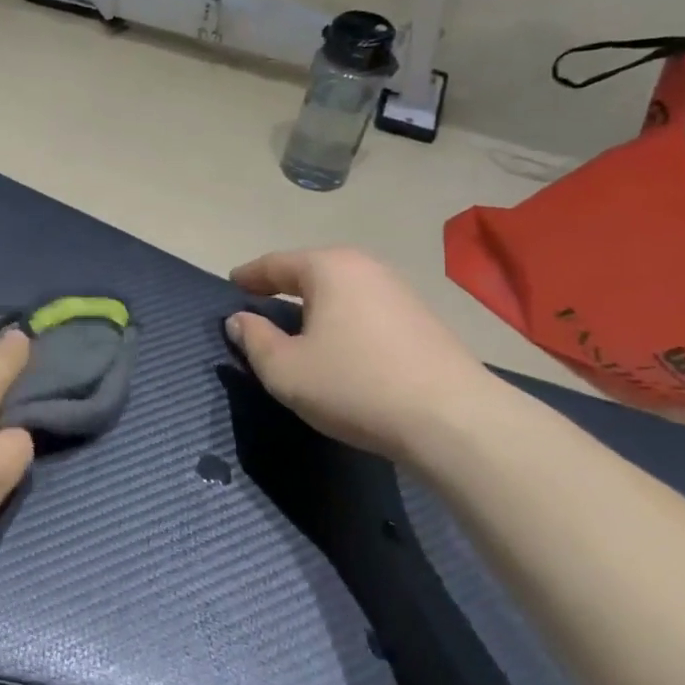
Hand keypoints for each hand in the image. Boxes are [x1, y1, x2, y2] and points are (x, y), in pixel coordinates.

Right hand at [226, 248, 500, 459]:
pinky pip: (366, 308)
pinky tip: (341, 343)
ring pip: (343, 289)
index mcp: (329, 268)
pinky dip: (344, 318)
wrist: (453, 420)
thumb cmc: (355, 386)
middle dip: (284, 285)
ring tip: (298, 324)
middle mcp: (366, 267)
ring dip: (316, 304)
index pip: (276, 264)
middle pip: (312, 270)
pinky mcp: (422, 319)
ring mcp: (400, 291)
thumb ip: (254, 340)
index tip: (232, 283)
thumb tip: (239, 320)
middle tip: (260, 302)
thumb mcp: (285, 370)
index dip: (250, 275)